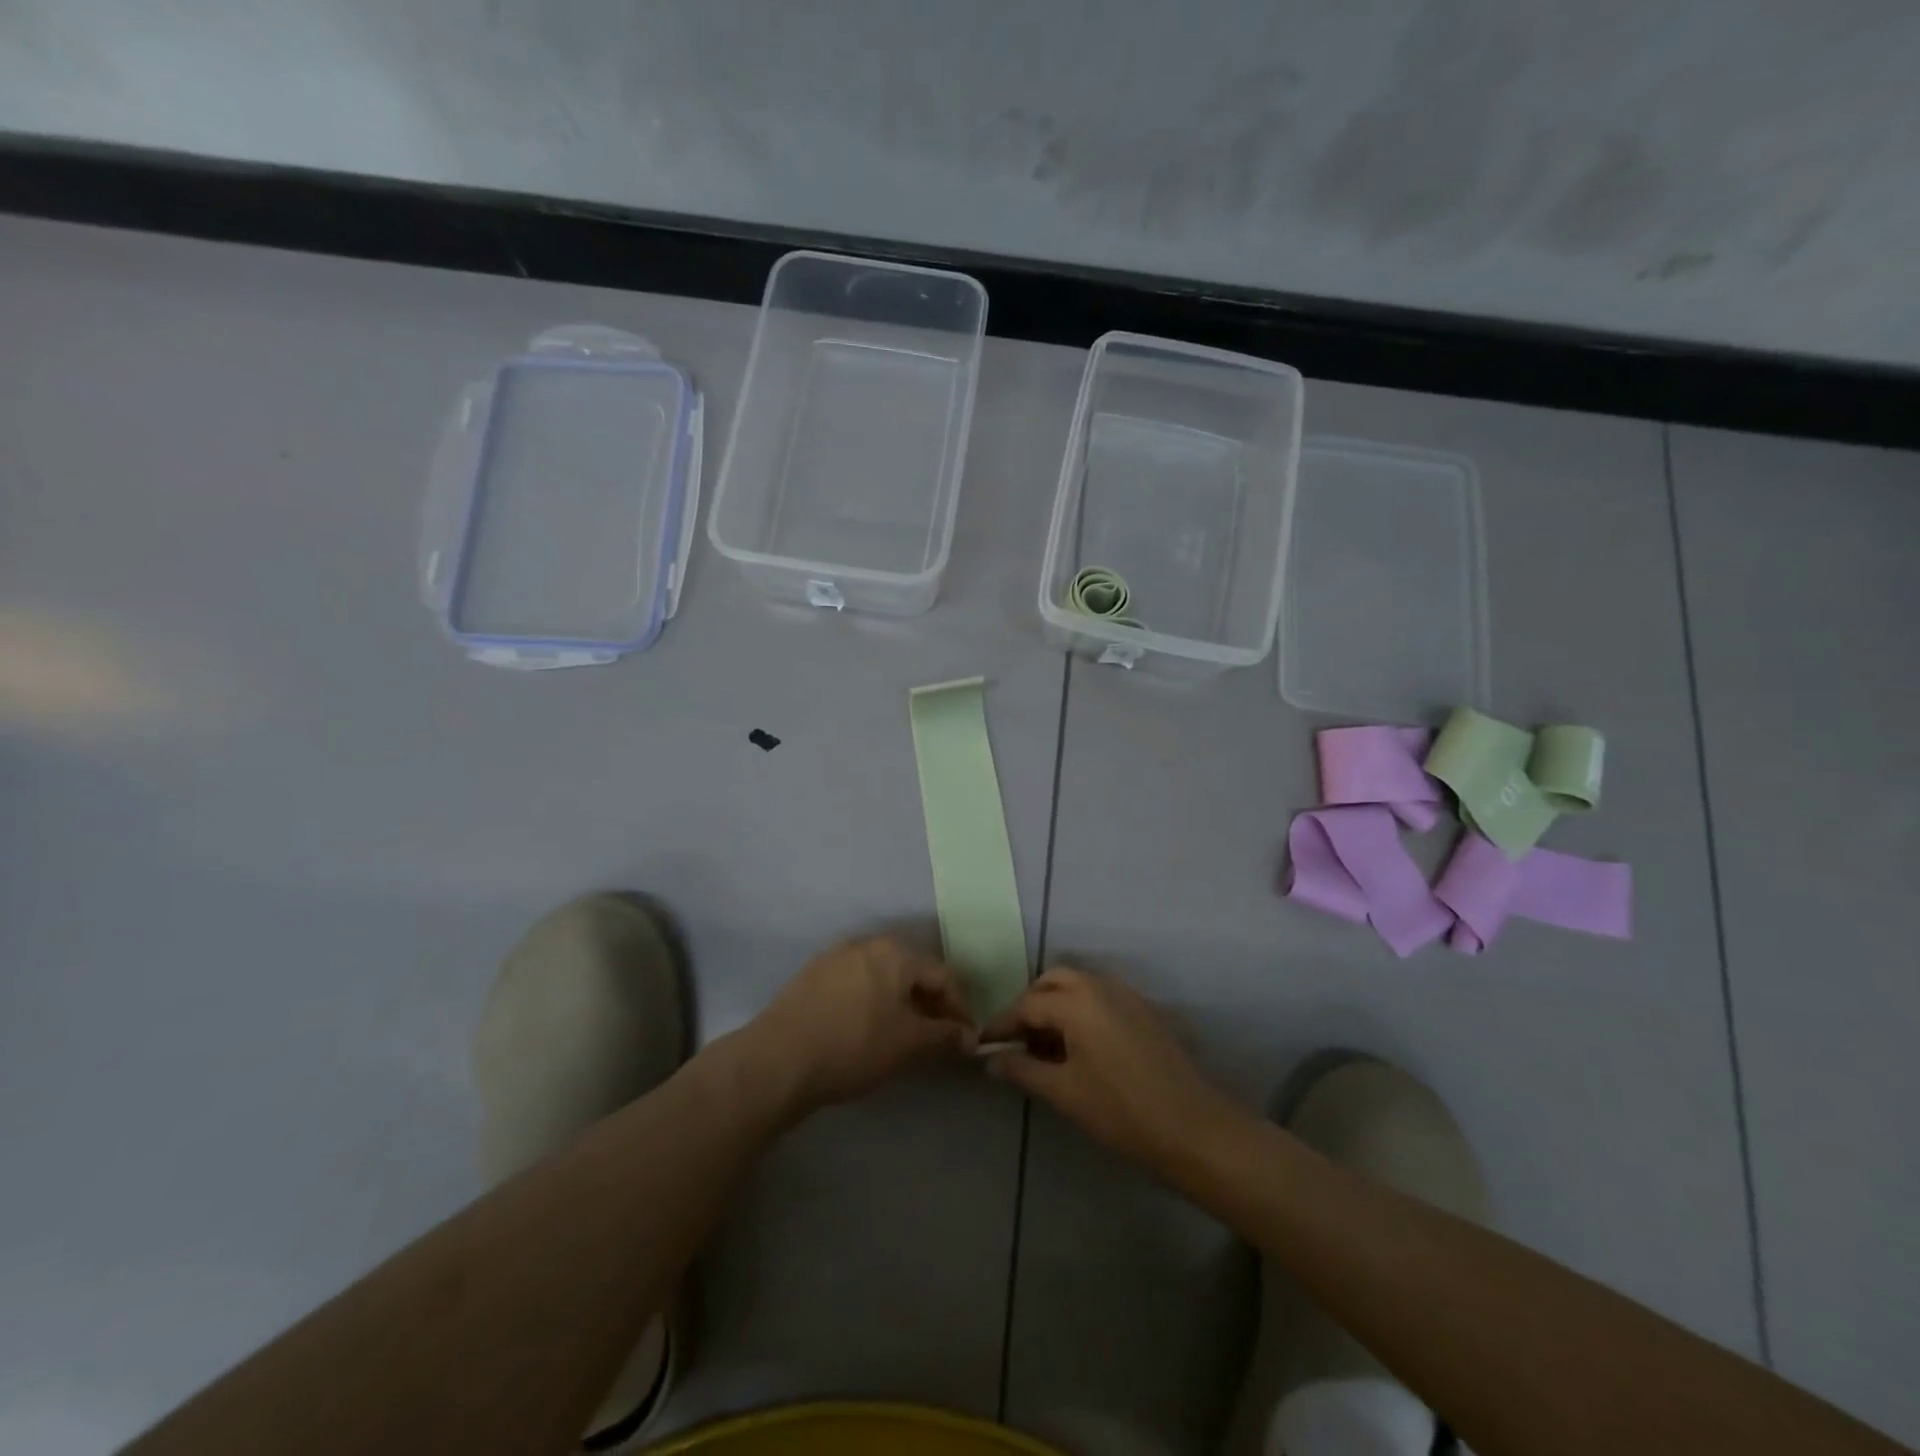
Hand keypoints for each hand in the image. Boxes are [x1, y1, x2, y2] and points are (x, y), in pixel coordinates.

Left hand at [746, 936, 975, 1116]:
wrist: (778, 1059)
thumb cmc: (854, 1045)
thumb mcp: (908, 1044)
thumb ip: (944, 1036)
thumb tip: (968, 1037)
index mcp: (896, 952)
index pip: (943, 975)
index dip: (960, 1008)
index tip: (964, 1040)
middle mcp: (867, 943)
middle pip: (911, 971)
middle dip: (929, 1004)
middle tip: (935, 1038)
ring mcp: (835, 955)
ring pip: (881, 976)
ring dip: (899, 1002)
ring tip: (901, 1036)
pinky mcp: (811, 974)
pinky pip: (854, 983)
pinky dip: (870, 1002)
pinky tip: (864, 1029)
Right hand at [983, 966, 1240, 1169]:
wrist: (1193, 1128)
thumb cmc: (1121, 1111)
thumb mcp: (1064, 1093)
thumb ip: (1023, 1070)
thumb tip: (992, 1060)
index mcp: (1075, 1001)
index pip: (1026, 1005)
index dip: (1002, 1026)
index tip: (984, 1045)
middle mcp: (1099, 985)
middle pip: (1051, 983)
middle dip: (1029, 1006)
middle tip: (1016, 1041)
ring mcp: (1125, 994)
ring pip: (1077, 986)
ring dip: (1054, 1006)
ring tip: (1043, 1046)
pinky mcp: (1142, 1010)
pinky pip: (1099, 997)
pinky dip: (1079, 1010)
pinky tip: (1077, 1047)